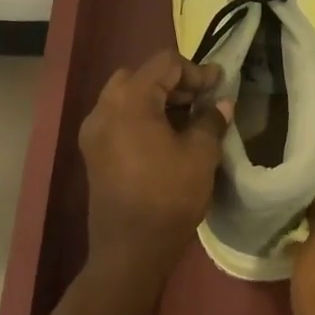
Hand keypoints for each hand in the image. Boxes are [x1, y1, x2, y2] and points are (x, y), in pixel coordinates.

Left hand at [78, 50, 230, 273]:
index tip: (220, 85)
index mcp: (130, 101)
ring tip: (187, 118)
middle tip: (201, 99)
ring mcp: (94, 131)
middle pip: (141, 75)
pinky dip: (142, 116)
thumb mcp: (201, 155)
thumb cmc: (168, 197)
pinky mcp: (93, 152)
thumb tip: (221, 104)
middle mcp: (104, 108)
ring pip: (127, 96)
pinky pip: (118, 118)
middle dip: (174, 82)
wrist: (130, 250)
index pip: (165, 64)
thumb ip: (211, 121)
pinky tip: (165, 136)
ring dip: (157, 99)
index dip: (196, 71)